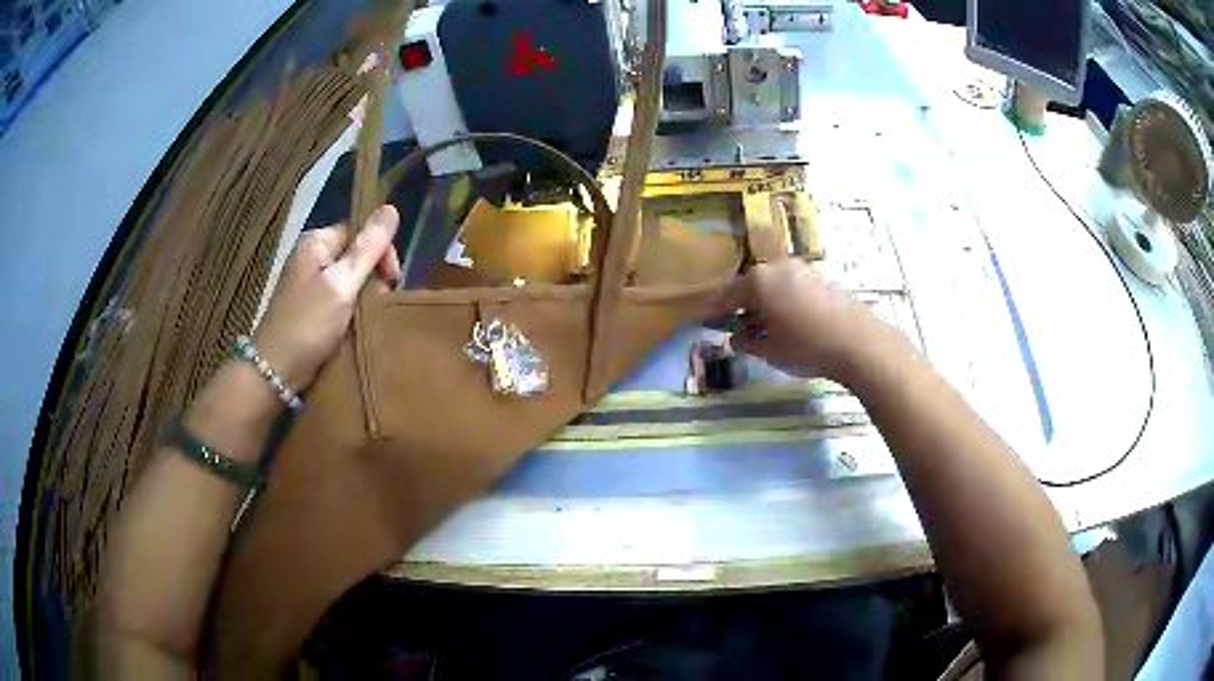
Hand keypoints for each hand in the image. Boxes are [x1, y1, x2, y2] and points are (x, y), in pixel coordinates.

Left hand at [252, 205, 400, 391]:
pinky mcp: (312, 307)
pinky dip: (353, 310)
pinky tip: (357, 324)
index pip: (361, 231)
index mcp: (317, 242)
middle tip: (379, 303)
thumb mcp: (341, 285)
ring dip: (365, 297)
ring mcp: (311, 283)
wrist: (275, 371)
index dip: (381, 251)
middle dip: (374, 277)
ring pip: (352, 279)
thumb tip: (392, 208)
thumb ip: (367, 249)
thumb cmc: (307, 325)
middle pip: (357, 255)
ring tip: (368, 317)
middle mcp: (313, 256)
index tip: (393, 281)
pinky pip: (342, 299)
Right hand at [714, 260, 889, 382]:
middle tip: (739, 330)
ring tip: (766, 330)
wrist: (858, 342)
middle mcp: (778, 267)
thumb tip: (734, 337)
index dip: (716, 310)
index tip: (709, 324)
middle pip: (752, 286)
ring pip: (774, 286)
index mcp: (758, 280)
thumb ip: (746, 342)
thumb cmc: (806, 346)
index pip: (727, 294)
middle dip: (743, 306)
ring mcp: (803, 271)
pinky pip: (793, 289)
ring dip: (766, 305)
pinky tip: (791, 324)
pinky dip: (785, 303)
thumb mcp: (769, 351)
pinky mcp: (822, 279)